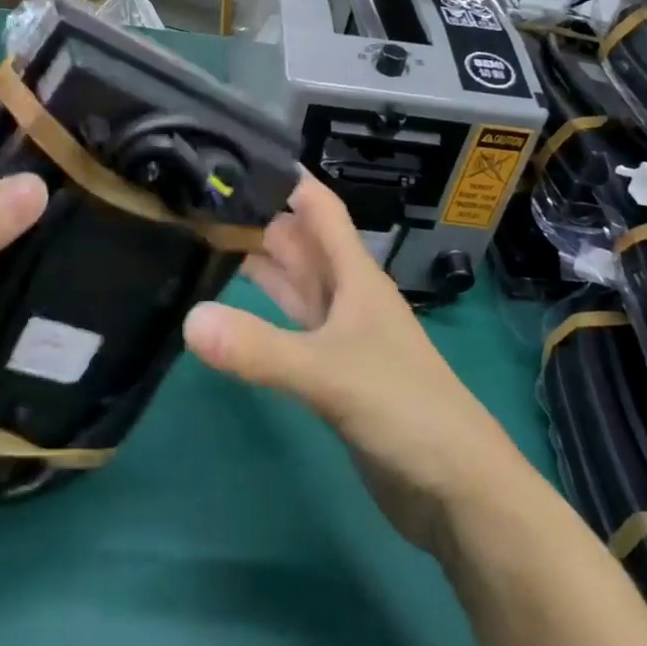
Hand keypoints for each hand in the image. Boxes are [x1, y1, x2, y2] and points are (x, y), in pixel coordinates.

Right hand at [183, 178, 527, 557]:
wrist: (457, 491)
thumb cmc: (405, 409)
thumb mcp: (329, 374)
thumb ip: (260, 349)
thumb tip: (188, 319)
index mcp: (354, 275)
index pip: (317, 207)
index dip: (283, 178)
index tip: (232, 154)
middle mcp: (346, 295)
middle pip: (298, 242)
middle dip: (256, 217)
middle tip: (198, 198)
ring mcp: (340, 334)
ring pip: (294, 283)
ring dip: (257, 262)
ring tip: (204, 239)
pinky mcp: (331, 372)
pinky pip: (290, 327)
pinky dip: (262, 313)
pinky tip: (228, 310)